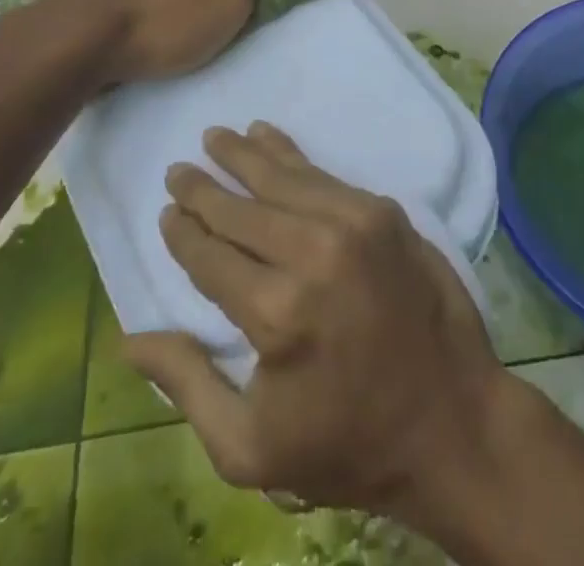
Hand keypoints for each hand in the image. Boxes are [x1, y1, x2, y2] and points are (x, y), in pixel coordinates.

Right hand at [124, 123, 507, 517]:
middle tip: (178, 170)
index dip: (184, 232)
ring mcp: (353, 225)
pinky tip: (267, 137)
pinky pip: (322, 175)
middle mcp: (312, 254)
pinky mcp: (382, 211)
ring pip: (281, 178)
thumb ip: (187, 385)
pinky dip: (290, 154)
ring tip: (215, 137)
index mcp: (276, 314)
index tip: (166, 212)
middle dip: (203, 188)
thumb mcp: (251, 448)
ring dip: (243, 155)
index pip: (210, 256)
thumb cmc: (347, 444)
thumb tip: (130, 340)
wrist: (453, 422)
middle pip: (241, 210)